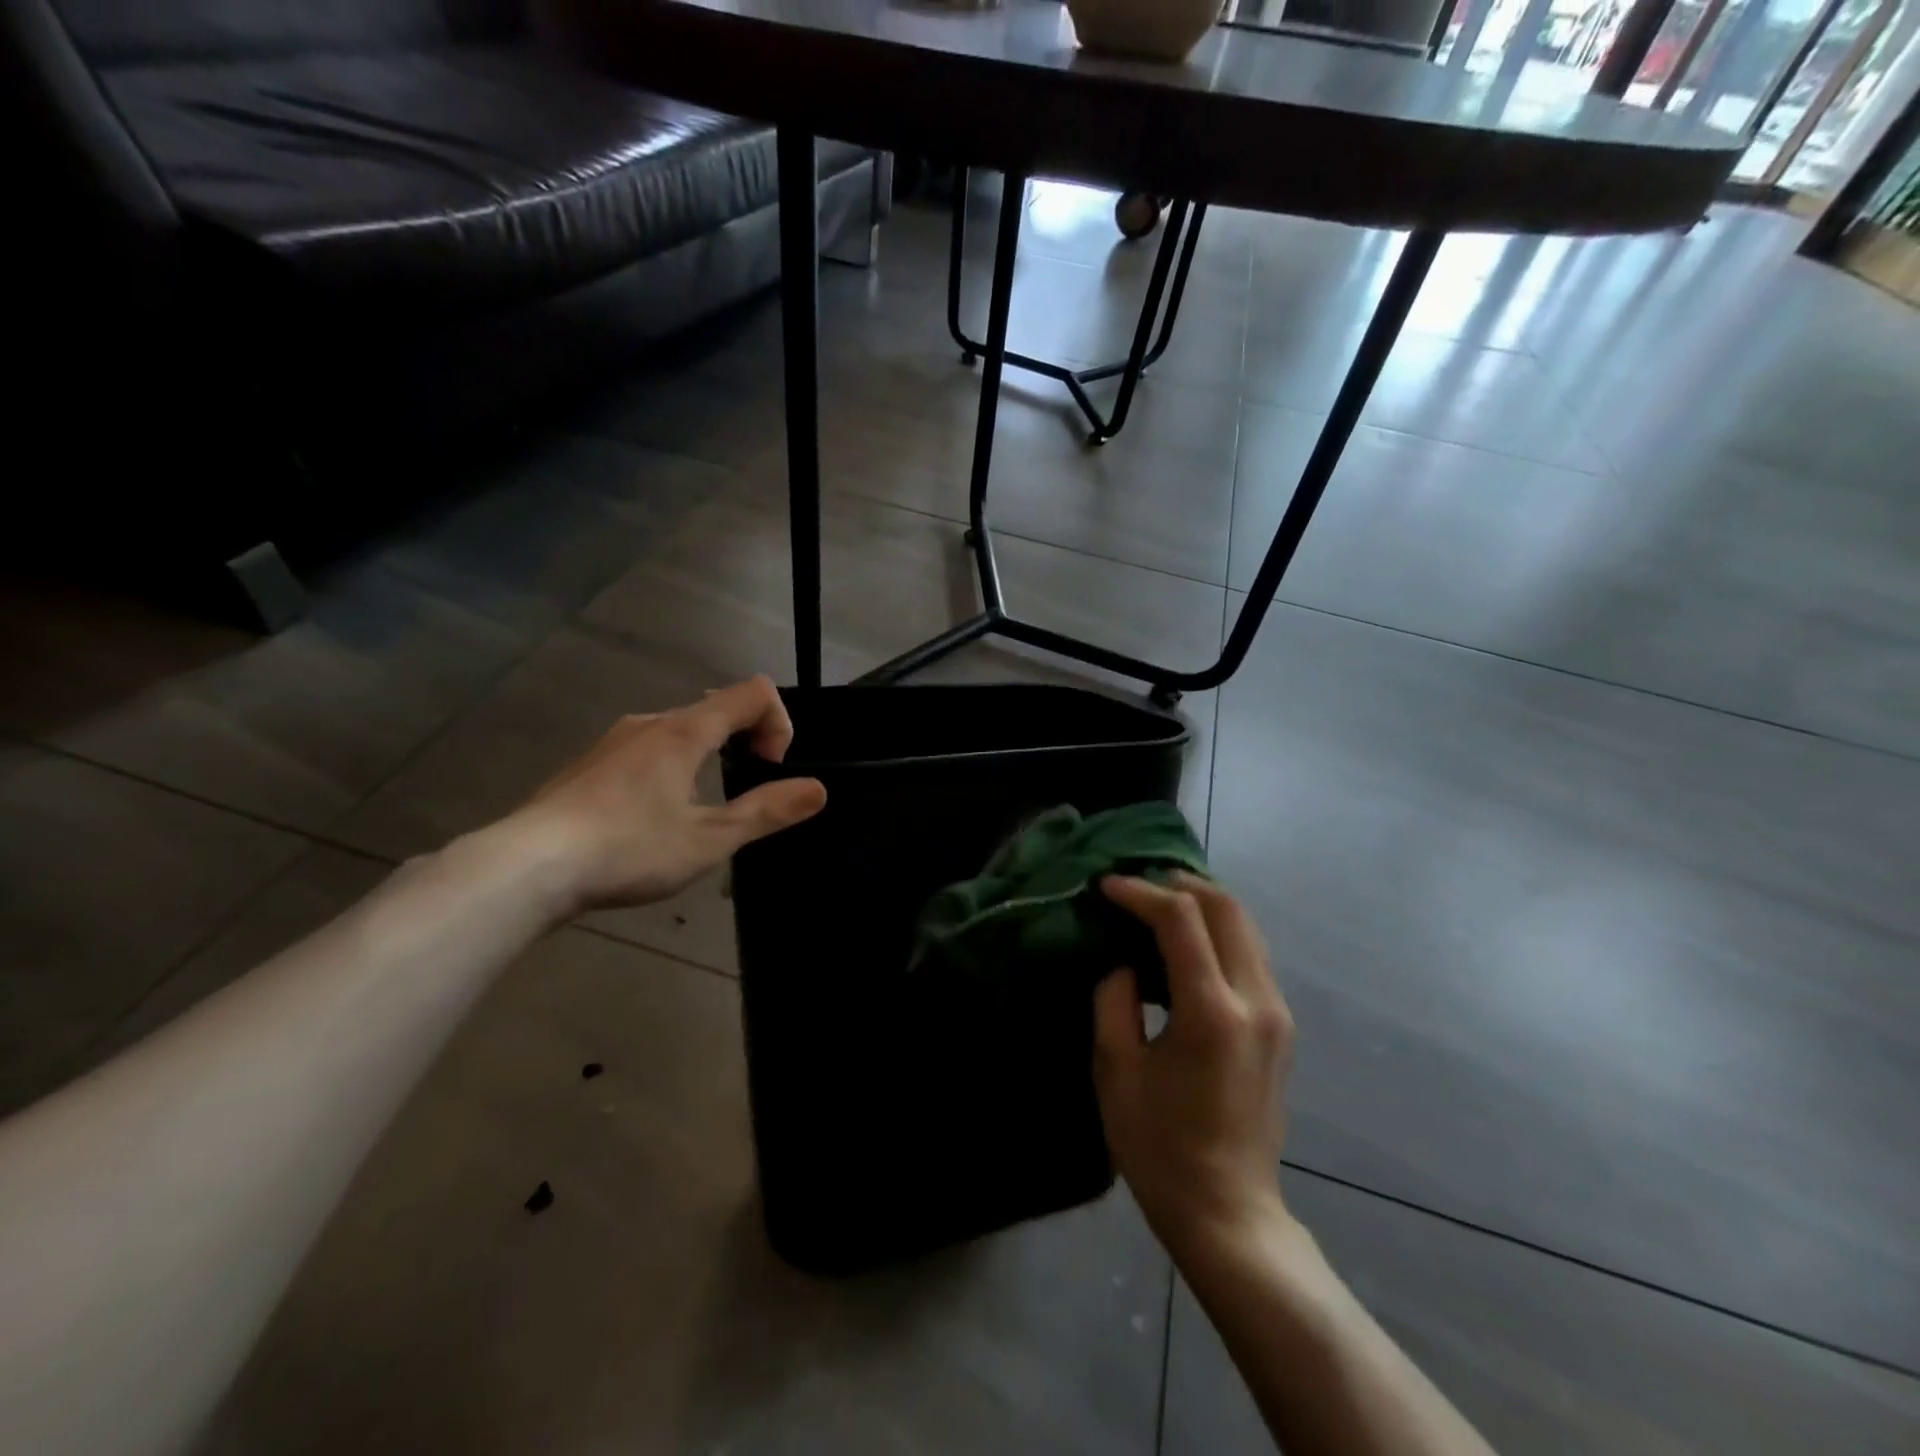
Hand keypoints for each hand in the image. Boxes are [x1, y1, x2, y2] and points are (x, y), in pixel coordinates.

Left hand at [501, 676, 826, 916]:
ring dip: (712, 754)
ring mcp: (616, 741)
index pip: (753, 693)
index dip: (779, 723)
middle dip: (749, 740)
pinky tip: (655, 816)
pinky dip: (675, 765)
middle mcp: (651, 722)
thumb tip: (818, 789)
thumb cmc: (627, 849)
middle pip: (718, 708)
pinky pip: (650, 748)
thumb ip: (767, 811)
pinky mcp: (592, 763)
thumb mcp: (709, 839)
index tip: (771, 770)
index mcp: (685, 731)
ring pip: (682, 728)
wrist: (527, 867)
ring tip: (704, 808)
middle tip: (748, 791)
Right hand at [1093, 873, 1294, 1261]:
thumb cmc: (1160, 1147)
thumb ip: (1114, 1000)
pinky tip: (1188, 942)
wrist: (1228, 1211)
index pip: (1180, 920)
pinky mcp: (1280, 1026)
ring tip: (1159, 903)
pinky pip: (1252, 954)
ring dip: (1204, 903)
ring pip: (1247, 926)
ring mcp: (1276, 1013)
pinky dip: (1220, 931)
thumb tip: (1123, 962)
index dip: (1140, 893)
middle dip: (1180, 884)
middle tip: (1137, 884)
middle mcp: (1255, 1002)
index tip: (1106, 887)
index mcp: (1211, 1013)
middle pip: (1227, 908)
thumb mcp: (1116, 1071)